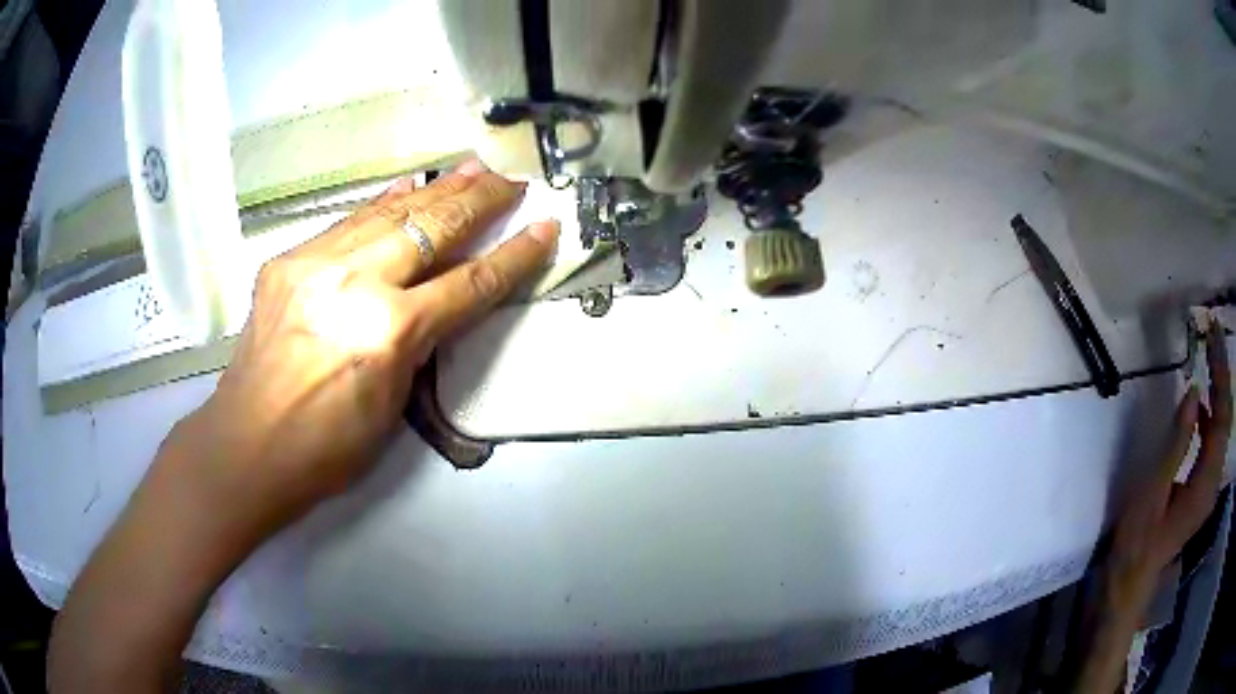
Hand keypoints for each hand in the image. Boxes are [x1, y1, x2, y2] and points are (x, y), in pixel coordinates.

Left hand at [167, 163, 557, 534]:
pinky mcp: (288, 260)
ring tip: (472, 168)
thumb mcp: (394, 405)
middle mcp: (355, 283)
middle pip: (433, 228)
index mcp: (388, 333)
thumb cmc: (327, 448)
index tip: (545, 227)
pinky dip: (384, 204)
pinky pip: (348, 223)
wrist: (248, 446)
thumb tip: (437, 298)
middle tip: (512, 180)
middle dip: (481, 200)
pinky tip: (407, 188)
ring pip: (390, 213)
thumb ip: (419, 342)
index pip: (469, 283)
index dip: (514, 256)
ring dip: (436, 189)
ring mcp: (316, 264)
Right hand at [1105, 319, 1230, 609]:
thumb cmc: (1138, 541)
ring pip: (1223, 429)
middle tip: (1213, 334)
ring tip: (1209, 358)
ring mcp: (1209, 488)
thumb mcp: (1153, 491)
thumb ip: (1177, 442)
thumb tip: (1193, 391)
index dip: (1220, 372)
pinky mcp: (1203, 491)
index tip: (1213, 333)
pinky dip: (1211, 416)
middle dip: (1223, 373)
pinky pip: (1214, 444)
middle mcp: (1214, 482)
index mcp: (1206, 484)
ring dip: (1219, 391)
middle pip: (1226, 418)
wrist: (1131, 584)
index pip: (1222, 416)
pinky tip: (1201, 405)